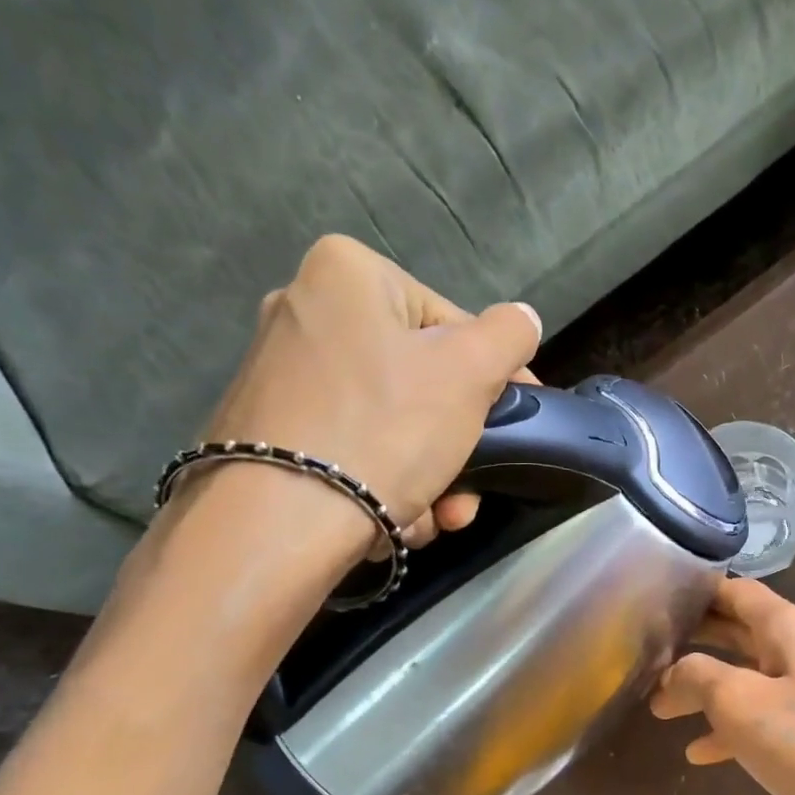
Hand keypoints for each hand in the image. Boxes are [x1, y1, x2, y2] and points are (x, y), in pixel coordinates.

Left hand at [195, 234, 542, 561]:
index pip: (454, 325)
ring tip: (436, 519)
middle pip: (422, 382)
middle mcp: (304, 311)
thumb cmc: (386, 429)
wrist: (280, 521)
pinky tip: (394, 518)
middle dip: (458, 447)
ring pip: (392, 425)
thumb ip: (508, 336)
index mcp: (348, 274)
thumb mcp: (470, 373)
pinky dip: (383, 483)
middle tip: (469, 494)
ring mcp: (281, 375)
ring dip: (429, 477)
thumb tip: (523, 320)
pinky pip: (354, 449)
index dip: (495, 379)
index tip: (514, 427)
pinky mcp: (271, 431)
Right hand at [651, 579, 794, 794]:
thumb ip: (699, 678)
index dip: (698, 593)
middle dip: (699, 643)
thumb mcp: (743, 706)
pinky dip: (739, 728)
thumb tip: (672, 672)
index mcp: (792, 629)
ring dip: (712, 691)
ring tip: (664, 709)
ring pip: (755, 679)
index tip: (658, 599)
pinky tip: (704, 753)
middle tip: (650, 651)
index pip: (737, 592)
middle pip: (743, 634)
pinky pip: (775, 719)